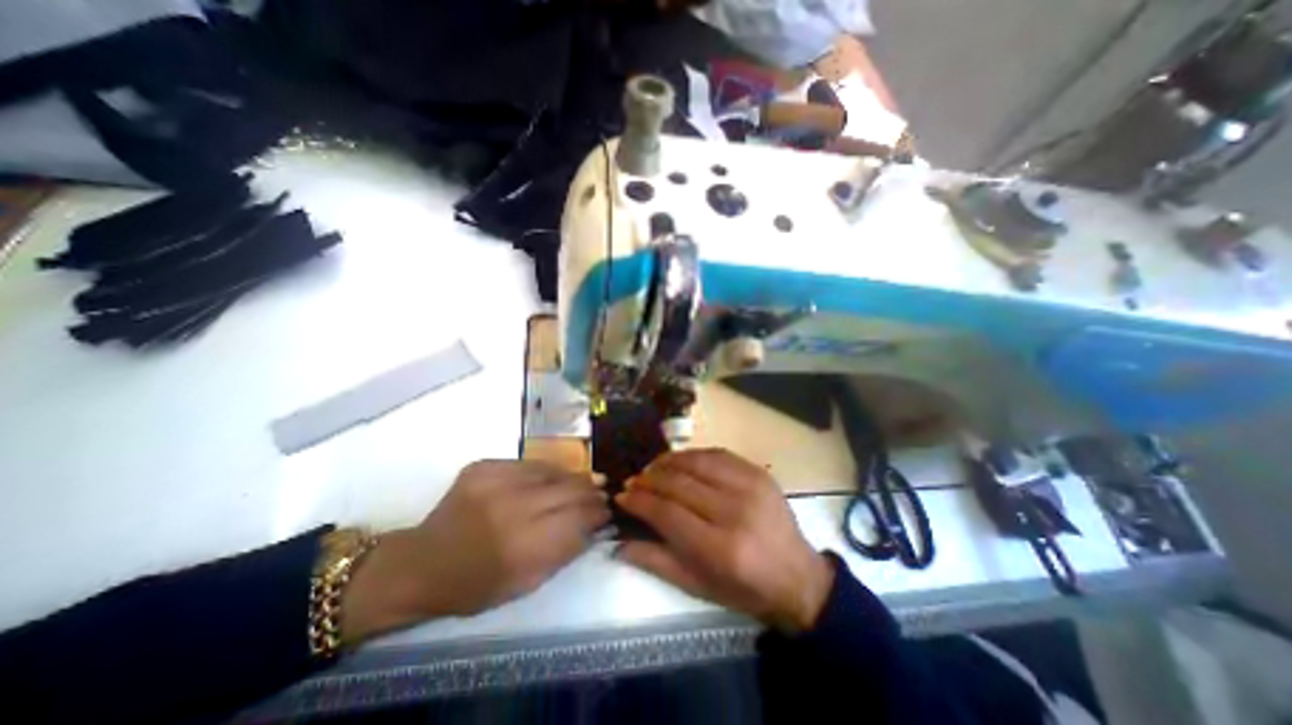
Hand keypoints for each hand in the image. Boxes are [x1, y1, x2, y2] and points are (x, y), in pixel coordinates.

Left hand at [339, 460, 608, 642]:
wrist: (422, 563)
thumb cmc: (475, 585)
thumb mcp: (525, 584)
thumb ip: (565, 552)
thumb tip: (595, 525)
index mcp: (522, 547)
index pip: (577, 519)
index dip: (597, 513)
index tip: (609, 511)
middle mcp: (511, 508)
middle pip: (569, 491)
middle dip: (592, 492)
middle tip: (603, 493)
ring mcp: (495, 481)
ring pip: (552, 471)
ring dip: (574, 478)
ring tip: (587, 481)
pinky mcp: (484, 466)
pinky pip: (529, 464)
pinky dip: (548, 471)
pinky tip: (555, 477)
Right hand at [616, 450, 837, 632]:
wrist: (797, 577)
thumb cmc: (744, 589)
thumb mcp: (698, 586)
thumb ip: (656, 562)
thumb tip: (618, 543)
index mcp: (720, 548)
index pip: (667, 513)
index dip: (640, 501)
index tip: (622, 496)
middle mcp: (735, 511)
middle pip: (679, 483)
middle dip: (649, 479)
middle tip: (633, 481)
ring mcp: (751, 487)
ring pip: (697, 462)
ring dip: (668, 462)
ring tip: (652, 468)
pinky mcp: (760, 472)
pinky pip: (718, 454)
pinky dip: (694, 455)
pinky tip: (681, 461)